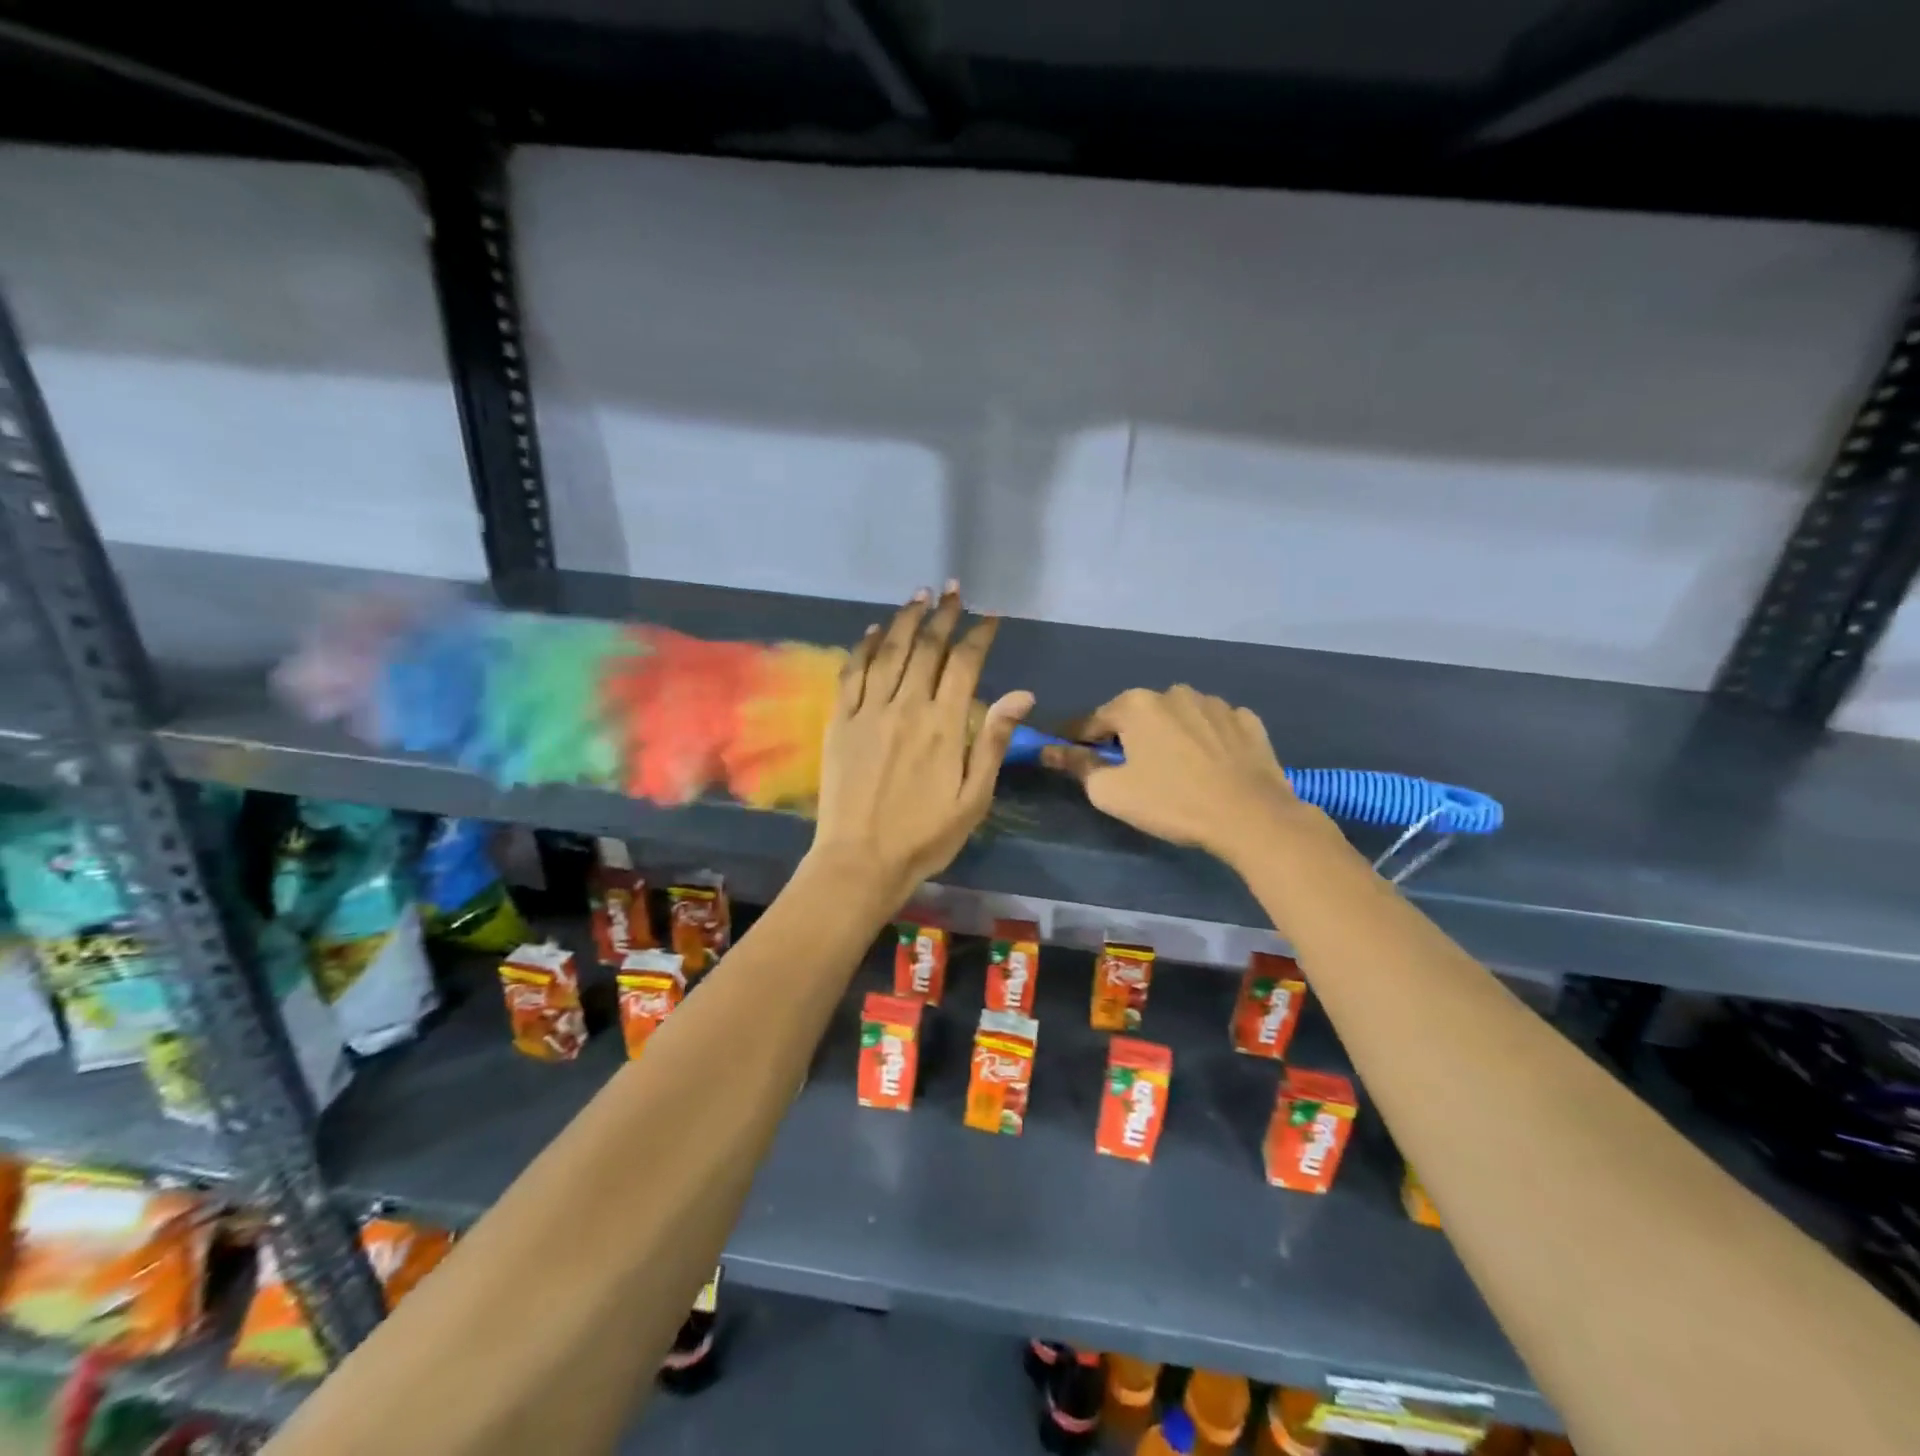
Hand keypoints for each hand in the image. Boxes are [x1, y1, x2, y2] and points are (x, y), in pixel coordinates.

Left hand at [809, 584, 1032, 906]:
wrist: (860, 860)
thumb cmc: (925, 835)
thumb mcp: (973, 798)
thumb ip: (993, 742)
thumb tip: (1022, 694)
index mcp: (944, 725)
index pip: (965, 665)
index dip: (978, 636)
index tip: (989, 617)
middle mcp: (906, 707)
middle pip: (926, 648)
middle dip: (943, 615)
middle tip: (953, 590)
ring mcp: (869, 711)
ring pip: (888, 652)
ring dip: (904, 620)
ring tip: (918, 595)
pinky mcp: (840, 722)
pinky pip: (852, 674)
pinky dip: (863, 648)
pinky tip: (872, 631)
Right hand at [1040, 685, 1309, 867]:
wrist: (1251, 817)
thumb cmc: (1172, 802)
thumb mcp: (1111, 792)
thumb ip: (1078, 766)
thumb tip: (1051, 750)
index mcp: (1136, 704)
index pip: (1093, 721)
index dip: (1080, 742)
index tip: (1074, 758)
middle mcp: (1174, 692)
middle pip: (1137, 716)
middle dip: (1129, 738)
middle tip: (1132, 773)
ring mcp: (1215, 703)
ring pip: (1178, 718)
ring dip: (1170, 737)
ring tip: (1176, 771)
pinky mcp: (1247, 721)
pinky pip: (1214, 727)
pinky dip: (1206, 741)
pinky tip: (1211, 767)